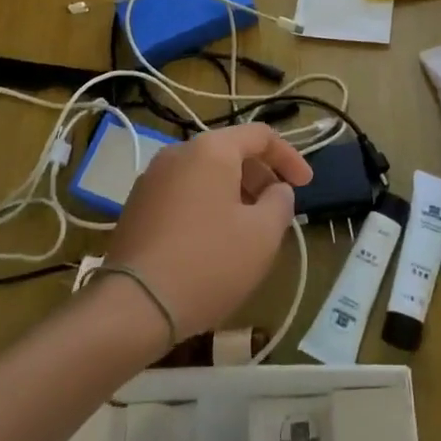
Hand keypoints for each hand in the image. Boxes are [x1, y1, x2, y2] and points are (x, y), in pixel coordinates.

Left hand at [101, 122, 309, 339]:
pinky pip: (183, 194)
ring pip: (205, 174)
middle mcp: (177, 153)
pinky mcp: (136, 207)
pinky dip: (207, 205)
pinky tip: (213, 242)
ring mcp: (151, 179)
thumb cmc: (209, 262)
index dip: (289, 157)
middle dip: (260, 177)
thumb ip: (280, 202)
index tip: (306, 185)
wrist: (134, 305)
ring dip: (233, 193)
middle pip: (230, 152)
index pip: (260, 135)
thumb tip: (276, 190)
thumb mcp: (263, 234)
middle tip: (277, 209)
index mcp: (211, 149)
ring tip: (248, 229)